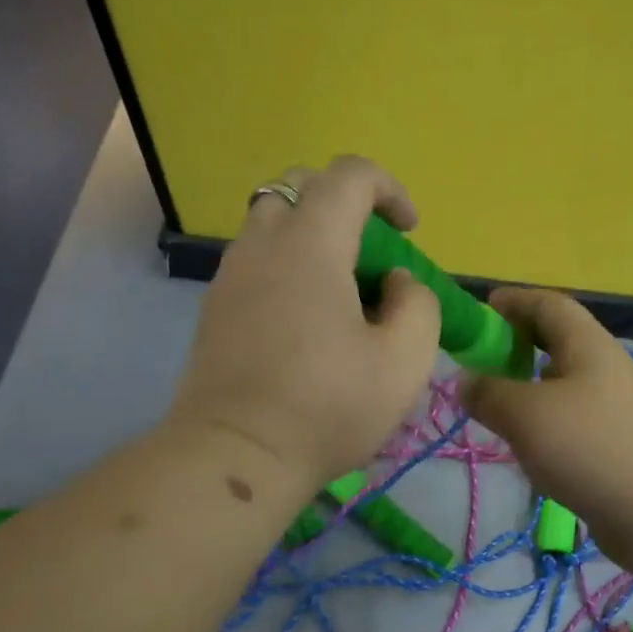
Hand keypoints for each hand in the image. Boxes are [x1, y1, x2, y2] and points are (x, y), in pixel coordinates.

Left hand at [168, 156, 440, 491]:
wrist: (235, 456)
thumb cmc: (327, 406)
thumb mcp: (404, 361)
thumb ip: (417, 304)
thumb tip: (395, 283)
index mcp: (310, 244)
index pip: (349, 175)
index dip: (389, 189)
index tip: (409, 232)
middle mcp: (262, 244)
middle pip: (300, 187)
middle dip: (345, 204)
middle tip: (372, 255)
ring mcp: (230, 275)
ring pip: (273, 223)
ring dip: (314, 237)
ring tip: (342, 293)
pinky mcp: (214, 308)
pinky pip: (256, 261)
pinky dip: (288, 267)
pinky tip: (307, 322)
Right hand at [460, 288, 632, 555]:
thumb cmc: (591, 447)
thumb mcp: (526, 415)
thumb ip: (489, 393)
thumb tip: (465, 380)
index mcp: (587, 345)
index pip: (548, 305)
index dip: (514, 301)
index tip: (481, 309)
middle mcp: (604, 369)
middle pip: (558, 343)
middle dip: (518, 345)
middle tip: (480, 362)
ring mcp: (616, 410)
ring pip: (564, 385)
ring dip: (529, 388)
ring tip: (495, 406)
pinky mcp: (617, 447)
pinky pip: (572, 421)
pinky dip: (545, 424)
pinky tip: (528, 447)